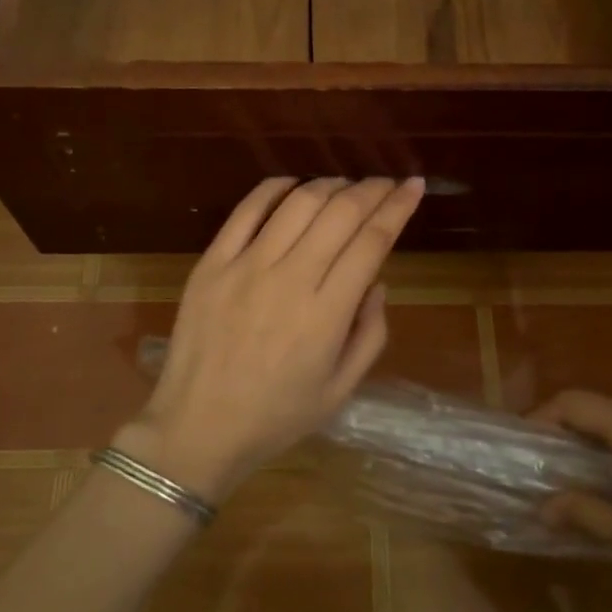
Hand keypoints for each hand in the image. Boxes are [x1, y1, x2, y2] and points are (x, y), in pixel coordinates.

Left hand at [116, 176, 425, 502]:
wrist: (197, 428)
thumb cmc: (276, 417)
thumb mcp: (341, 390)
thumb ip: (370, 334)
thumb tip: (377, 282)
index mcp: (326, 314)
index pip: (372, 241)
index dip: (398, 207)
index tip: (414, 185)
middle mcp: (290, 279)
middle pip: (340, 212)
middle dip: (372, 189)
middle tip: (386, 183)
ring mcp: (246, 266)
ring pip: (298, 203)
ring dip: (330, 184)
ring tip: (346, 185)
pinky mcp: (212, 262)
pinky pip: (247, 209)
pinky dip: (276, 188)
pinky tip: (294, 186)